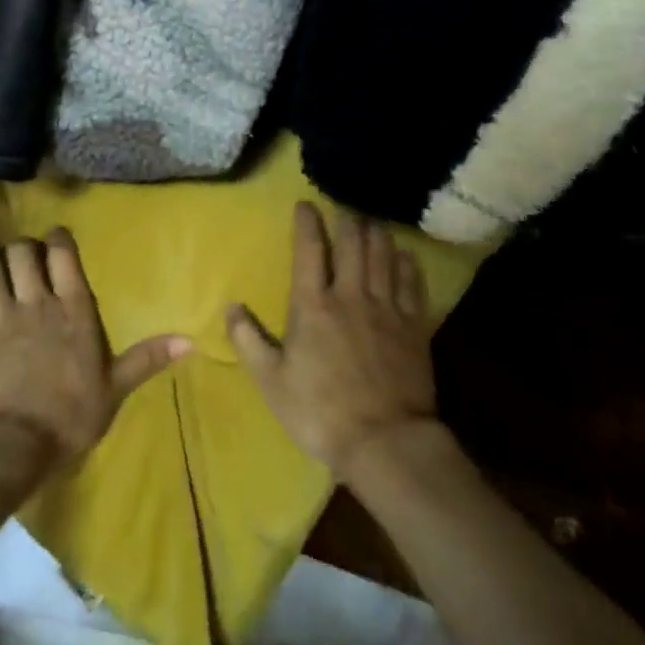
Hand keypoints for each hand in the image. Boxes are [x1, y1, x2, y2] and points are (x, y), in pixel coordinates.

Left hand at [0, 229, 189, 468]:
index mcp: (74, 310)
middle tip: (24, 258)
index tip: (56, 237)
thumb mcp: (116, 389)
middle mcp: (36, 303)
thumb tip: (191, 341)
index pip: (65, 256)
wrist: (13, 447)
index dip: (59, 239)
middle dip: (22, 248)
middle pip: (22, 253)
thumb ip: (148, 359)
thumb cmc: (70, 418)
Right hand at [226, 202, 437, 483]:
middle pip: (353, 243)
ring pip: (384, 255)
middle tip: (344, 210)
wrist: (384, 441)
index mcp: (313, 306)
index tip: (306, 204)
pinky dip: (407, 262)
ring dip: (377, 234)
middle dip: (347, 221)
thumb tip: (230, 307)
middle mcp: (351, 295)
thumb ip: (249, 341)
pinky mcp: (414, 325)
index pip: (309, 250)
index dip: (307, 222)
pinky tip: (405, 254)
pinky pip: (412, 282)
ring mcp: (387, 308)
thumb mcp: (272, 382)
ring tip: (372, 223)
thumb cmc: (320, 413)